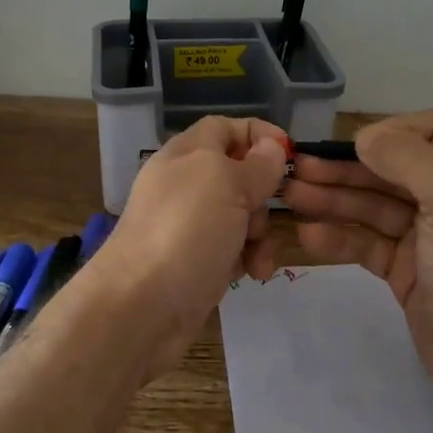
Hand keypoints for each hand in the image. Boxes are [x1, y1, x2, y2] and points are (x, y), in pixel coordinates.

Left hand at [80, 115, 290, 371]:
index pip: (224, 128)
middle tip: (264, 214)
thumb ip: (256, 164)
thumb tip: (272, 146)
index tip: (291, 154)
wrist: (141, 304)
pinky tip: (251, 275)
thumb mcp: (227, 184)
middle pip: (239, 175)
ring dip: (261, 233)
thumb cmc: (186, 230)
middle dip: (263, 195)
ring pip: (242, 216)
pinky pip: (234, 249)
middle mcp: (186, 186)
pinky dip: (247, 258)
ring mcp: (191, 226)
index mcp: (186, 155)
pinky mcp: (198, 262)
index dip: (258, 134)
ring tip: (258, 256)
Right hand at [284, 109, 432, 408]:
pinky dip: (340, 238)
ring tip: (291, 197)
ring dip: (333, 200)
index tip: (352, 146)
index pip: (432, 131)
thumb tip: (364, 136)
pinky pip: (367, 244)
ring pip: (373, 208)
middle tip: (297, 170)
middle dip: (346, 169)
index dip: (391, 133)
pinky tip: (309, 236)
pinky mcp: (406, 271)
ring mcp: (427, 238)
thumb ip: (409, 158)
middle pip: (391, 171)